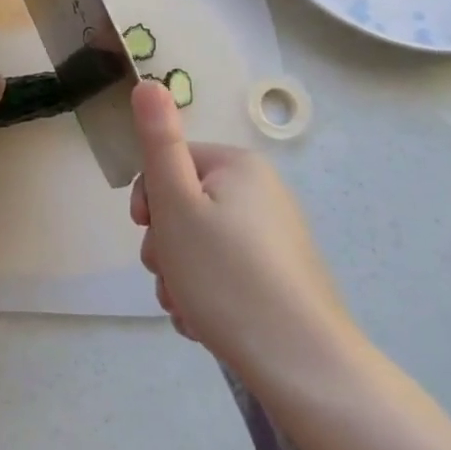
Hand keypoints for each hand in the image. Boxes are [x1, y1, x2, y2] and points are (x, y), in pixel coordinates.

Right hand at [129, 80, 362, 395]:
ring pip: (199, 242)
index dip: (149, 200)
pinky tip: (206, 322)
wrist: (304, 367)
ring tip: (187, 307)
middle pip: (184, 205)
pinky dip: (206, 291)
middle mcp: (261, 192)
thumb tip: (148, 82)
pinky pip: (225, 270)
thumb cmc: (227, 276)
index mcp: (238, 166)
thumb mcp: (177, 204)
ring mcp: (274, 236)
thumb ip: (158, 141)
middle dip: (165, 244)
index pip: (168, 163)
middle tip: (170, 276)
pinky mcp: (281, 275)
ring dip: (180, 273)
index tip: (147, 233)